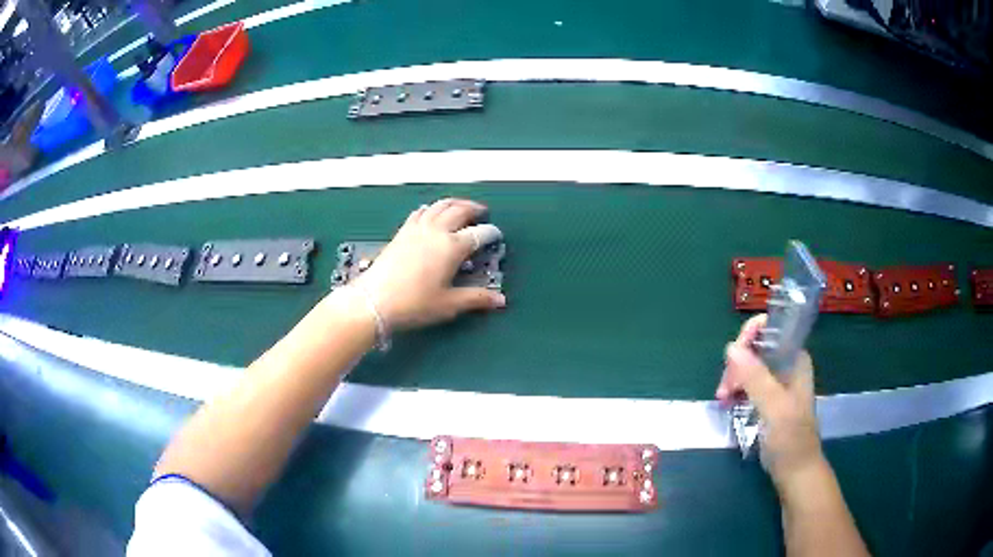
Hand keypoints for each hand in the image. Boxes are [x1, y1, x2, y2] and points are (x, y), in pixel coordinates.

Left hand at [352, 198, 505, 330]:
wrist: (374, 300)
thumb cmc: (413, 304)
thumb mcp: (449, 304)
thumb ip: (476, 298)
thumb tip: (500, 300)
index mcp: (451, 247)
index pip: (478, 234)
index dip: (491, 233)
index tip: (496, 236)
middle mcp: (436, 232)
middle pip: (459, 211)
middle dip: (473, 209)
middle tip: (482, 212)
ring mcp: (417, 229)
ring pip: (439, 206)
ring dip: (454, 203)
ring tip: (461, 206)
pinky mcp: (402, 232)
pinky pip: (420, 211)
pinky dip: (431, 208)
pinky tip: (431, 212)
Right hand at [716, 315, 823, 487]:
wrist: (795, 471)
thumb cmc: (791, 439)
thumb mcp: (774, 408)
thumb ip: (756, 378)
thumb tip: (731, 347)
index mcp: (795, 358)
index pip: (770, 330)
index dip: (749, 338)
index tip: (732, 360)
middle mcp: (786, 364)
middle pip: (755, 348)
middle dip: (737, 364)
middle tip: (725, 390)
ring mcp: (777, 382)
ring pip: (748, 366)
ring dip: (733, 379)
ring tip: (723, 399)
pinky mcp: (768, 398)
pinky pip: (748, 383)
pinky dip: (736, 390)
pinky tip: (727, 402)